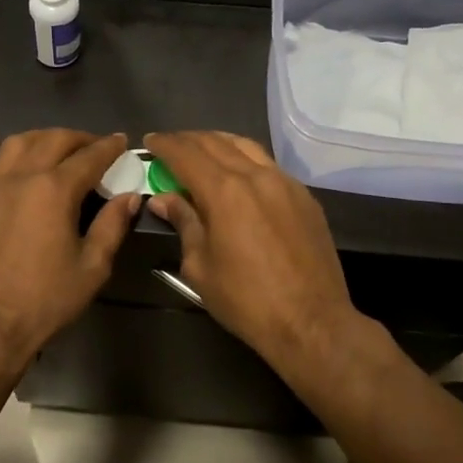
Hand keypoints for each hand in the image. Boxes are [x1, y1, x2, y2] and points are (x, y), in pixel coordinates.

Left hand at [0, 129, 139, 362]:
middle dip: (78, 138)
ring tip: (53, 143)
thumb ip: (112, 226)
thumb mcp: (91, 268)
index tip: (120, 142)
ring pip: (15, 145)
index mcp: (55, 191)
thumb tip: (129, 197)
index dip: (108, 147)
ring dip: (39, 137)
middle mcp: (21, 178)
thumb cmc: (45, 301)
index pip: (89, 158)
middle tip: (93, 146)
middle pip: (52, 141)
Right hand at [143, 131, 358, 375]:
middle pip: (215, 143)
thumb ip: (184, 223)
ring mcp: (285, 183)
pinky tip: (238, 173)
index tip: (149, 142)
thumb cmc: (246, 300)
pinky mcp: (304, 197)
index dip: (164, 145)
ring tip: (201, 150)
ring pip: (245, 147)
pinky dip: (244, 159)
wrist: (312, 322)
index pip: (186, 154)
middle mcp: (255, 176)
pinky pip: (268, 164)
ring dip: (217, 143)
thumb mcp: (200, 266)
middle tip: (169, 146)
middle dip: (187, 140)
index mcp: (224, 192)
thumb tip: (163, 199)